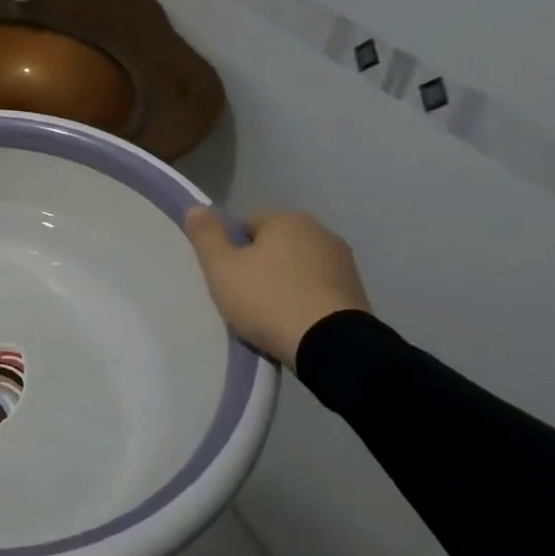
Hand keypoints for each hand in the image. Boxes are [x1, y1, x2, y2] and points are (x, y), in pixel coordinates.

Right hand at [184, 207, 369, 367]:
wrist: (333, 347)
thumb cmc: (269, 299)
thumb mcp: (222, 267)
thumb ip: (206, 234)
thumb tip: (196, 207)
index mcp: (288, 219)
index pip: (244, 225)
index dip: (229, 251)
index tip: (226, 278)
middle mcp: (321, 232)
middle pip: (272, 246)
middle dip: (257, 267)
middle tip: (242, 298)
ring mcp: (344, 264)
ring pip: (296, 269)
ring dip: (282, 285)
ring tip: (268, 316)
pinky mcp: (358, 293)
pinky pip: (317, 290)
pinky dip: (303, 302)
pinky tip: (293, 324)